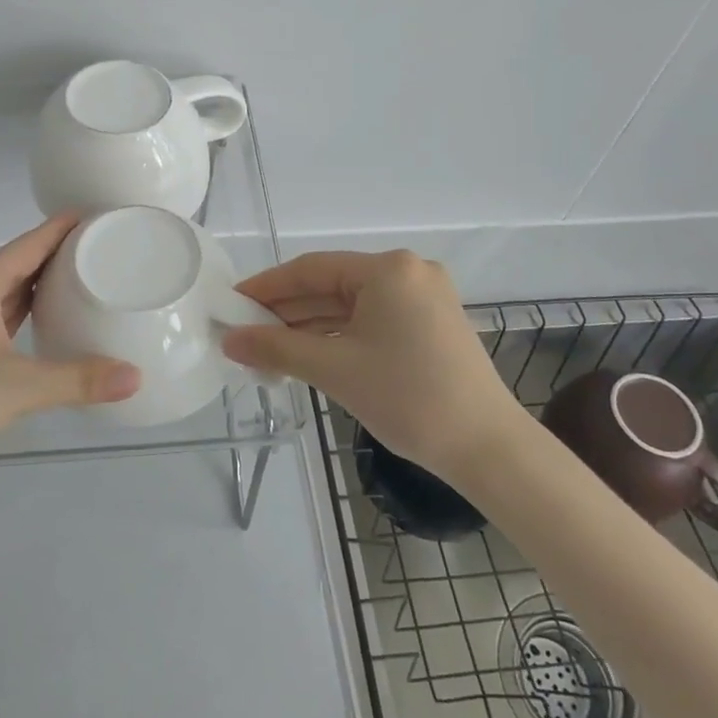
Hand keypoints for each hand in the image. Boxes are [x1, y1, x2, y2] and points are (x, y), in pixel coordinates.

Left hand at [0, 215, 139, 491]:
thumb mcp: (20, 388)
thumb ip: (79, 379)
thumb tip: (136, 377)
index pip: (28, 244)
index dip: (61, 228)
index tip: (96, 214)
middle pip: (16, 263)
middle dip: (56, 254)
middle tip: (101, 248)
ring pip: (3, 291)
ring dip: (38, 284)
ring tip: (81, 279)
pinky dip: (21, 311)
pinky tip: (43, 322)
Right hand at [221, 250, 515, 475]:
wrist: (487, 448)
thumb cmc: (408, 398)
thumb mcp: (334, 370)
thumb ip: (276, 349)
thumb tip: (229, 341)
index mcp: (388, 269)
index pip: (312, 269)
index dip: (267, 287)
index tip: (232, 304)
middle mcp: (408, 272)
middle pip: (332, 285)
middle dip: (287, 310)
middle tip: (244, 331)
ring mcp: (424, 298)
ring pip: (352, 305)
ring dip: (311, 326)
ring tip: (268, 348)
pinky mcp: (431, 324)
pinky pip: (373, 320)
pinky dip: (340, 336)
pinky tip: (310, 353)